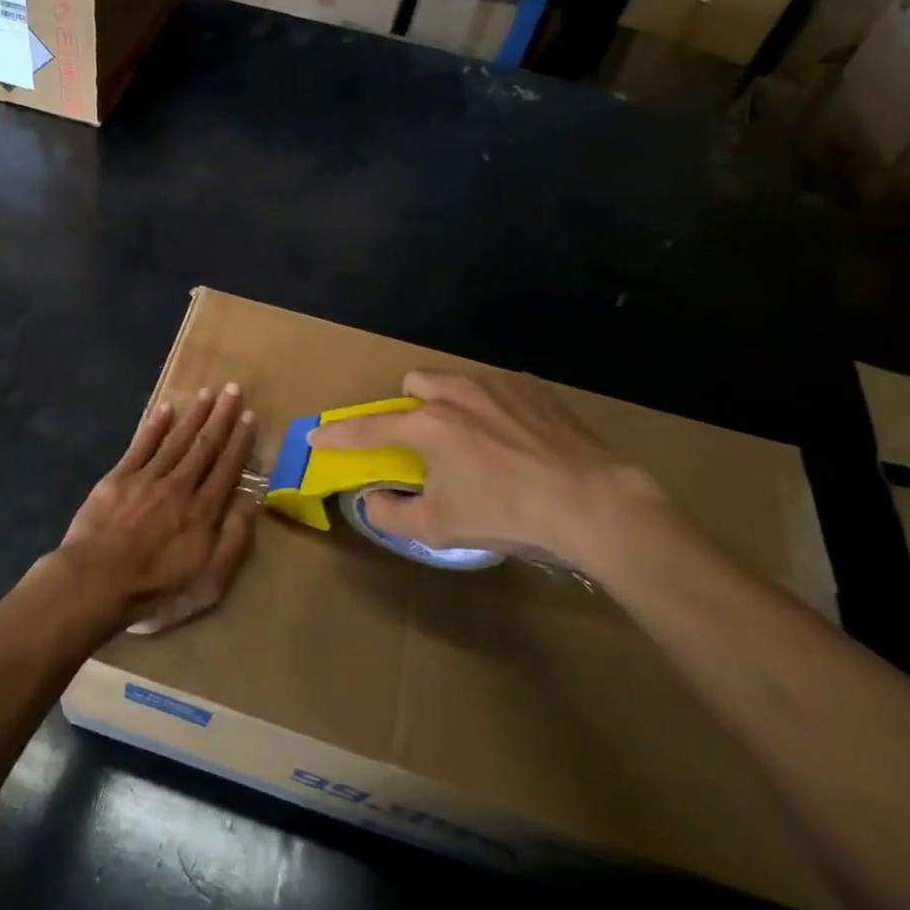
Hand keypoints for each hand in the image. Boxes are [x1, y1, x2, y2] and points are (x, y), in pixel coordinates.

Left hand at [55, 383, 259, 634]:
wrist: (95, 583)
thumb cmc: (155, 590)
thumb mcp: (207, 582)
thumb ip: (233, 541)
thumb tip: (252, 502)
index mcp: (202, 512)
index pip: (227, 469)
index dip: (240, 442)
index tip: (250, 417)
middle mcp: (179, 487)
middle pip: (204, 446)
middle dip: (221, 417)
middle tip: (233, 389)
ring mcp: (147, 479)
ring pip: (176, 440)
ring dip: (194, 415)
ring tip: (208, 392)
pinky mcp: (118, 478)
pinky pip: (141, 446)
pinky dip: (154, 426)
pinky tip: (166, 409)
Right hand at [307, 370, 679, 577]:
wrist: (592, 502)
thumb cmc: (507, 513)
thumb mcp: (439, 528)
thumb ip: (392, 514)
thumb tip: (371, 501)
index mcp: (427, 426)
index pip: (367, 428)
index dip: (337, 435)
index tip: (316, 435)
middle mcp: (456, 394)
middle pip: (413, 384)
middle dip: (408, 408)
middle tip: (423, 443)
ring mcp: (497, 386)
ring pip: (455, 382)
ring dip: (449, 405)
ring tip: (474, 440)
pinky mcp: (534, 389)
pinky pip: (496, 389)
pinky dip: (491, 409)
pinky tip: (514, 439)